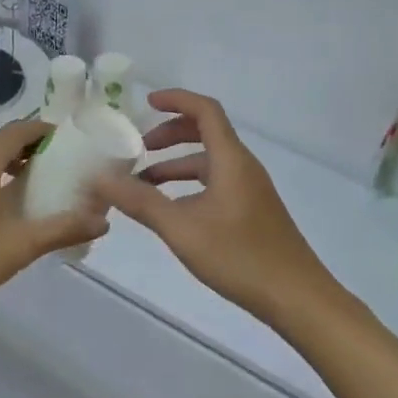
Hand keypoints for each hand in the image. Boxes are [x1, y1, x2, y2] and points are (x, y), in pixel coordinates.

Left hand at [0, 120, 108, 330]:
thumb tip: (103, 222)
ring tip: (28, 186)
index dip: (50, 135)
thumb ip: (64, 228)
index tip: (73, 150)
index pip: (24, 129)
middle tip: (57, 171)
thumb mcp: (21, 245)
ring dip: (5, 161)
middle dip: (30, 149)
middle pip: (2, 138)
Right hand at [92, 90, 335, 324]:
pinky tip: (170, 210)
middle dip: (170, 134)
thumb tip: (100, 179)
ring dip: (176, 165)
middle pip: (206, 133)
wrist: (296, 297)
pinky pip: (216, 183)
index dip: (176, 100)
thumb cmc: (239, 256)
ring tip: (142, 184)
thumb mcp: (181, 228)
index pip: (205, 110)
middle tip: (138, 149)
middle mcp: (243, 167)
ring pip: (209, 162)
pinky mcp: (252, 211)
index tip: (145, 103)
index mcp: (231, 159)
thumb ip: (140, 202)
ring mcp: (250, 190)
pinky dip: (189, 186)